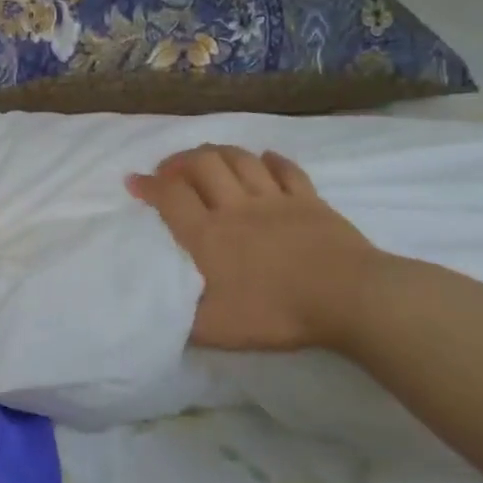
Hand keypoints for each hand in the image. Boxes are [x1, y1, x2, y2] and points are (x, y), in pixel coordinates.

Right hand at [127, 145, 380, 352]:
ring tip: (206, 159)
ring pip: (240, 160)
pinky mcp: (309, 200)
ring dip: (217, 153)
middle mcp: (235, 207)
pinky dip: (270, 160)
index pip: (170, 197)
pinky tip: (263, 159)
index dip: (148, 185)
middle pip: (203, 165)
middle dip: (179, 161)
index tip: (133, 181)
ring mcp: (275, 199)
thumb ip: (183, 319)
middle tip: (168, 169)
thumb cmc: (276, 312)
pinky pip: (286, 170)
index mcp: (207, 235)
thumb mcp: (216, 329)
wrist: (349, 298)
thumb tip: (158, 314)